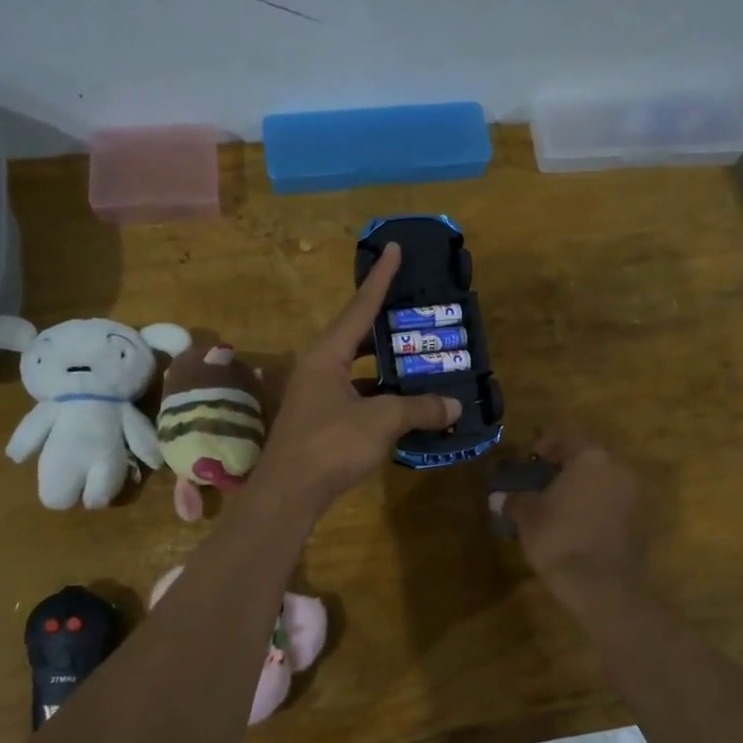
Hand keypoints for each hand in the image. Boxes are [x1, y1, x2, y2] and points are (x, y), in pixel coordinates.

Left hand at [250, 244, 461, 514]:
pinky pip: (356, 394)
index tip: (394, 249)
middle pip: (357, 335)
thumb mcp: (381, 421)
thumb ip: (419, 408)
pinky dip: (380, 394)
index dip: (381, 278)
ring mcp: (317, 395)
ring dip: (386, 364)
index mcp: (327, 354)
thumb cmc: (331, 445)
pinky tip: (404, 403)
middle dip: (387, 324)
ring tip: (419, 357)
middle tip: (417, 311)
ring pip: (357, 368)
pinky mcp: (320, 419)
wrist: (289, 493)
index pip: (360, 307)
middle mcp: (318, 367)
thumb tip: (453, 405)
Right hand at [493, 429, 643, 599]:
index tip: (530, 457)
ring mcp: (634, 495)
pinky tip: (577, 521)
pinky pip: (613, 503)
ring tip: (559, 502)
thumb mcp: (527, 516)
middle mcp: (618, 468)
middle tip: (544, 478)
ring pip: (604, 480)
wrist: (602, 584)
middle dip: (567, 465)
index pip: (567, 438)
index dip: (545, 445)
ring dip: (583, 486)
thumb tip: (504, 496)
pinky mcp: (641, 521)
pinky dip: (596, 506)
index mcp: (590, 457)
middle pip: (590, 457)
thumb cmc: (559, 538)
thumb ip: (516, 499)